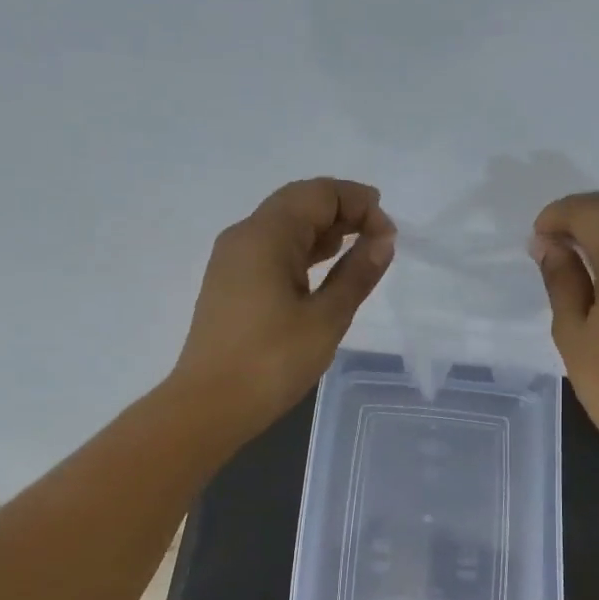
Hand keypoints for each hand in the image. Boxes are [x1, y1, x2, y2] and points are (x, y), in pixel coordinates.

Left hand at [171, 178, 395, 436]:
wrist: (210, 406)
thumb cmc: (272, 361)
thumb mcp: (326, 318)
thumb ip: (357, 274)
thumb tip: (383, 239)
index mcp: (266, 235)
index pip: (318, 194)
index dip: (359, 203)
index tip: (389, 233)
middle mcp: (244, 236)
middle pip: (298, 203)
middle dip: (342, 211)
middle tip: (379, 236)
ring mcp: (232, 260)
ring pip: (283, 227)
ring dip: (323, 231)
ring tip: (359, 249)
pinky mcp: (230, 284)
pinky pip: (271, 251)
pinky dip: (302, 252)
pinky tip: (324, 270)